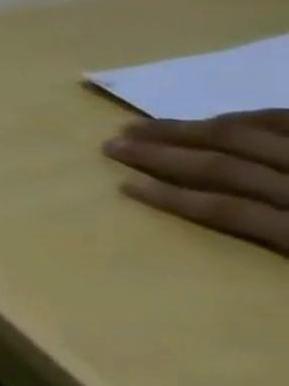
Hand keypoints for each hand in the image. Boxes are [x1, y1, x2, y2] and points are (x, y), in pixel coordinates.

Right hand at [104, 110, 288, 254]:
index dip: (172, 198)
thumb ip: (275, 246)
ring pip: (248, 140)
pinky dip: (252, 118)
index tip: (122, 185)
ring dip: (189, 131)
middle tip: (112, 143)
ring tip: (144, 125)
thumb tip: (223, 268)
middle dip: (162, 154)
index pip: (225, 211)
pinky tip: (218, 118)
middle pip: (225, 168)